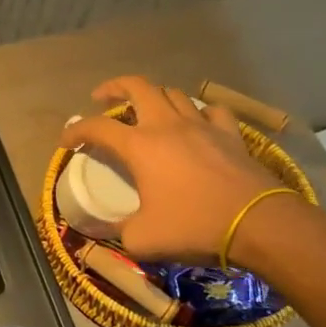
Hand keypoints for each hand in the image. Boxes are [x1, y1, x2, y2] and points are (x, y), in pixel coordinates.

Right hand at [62, 75, 281, 263]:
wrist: (259, 224)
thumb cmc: (194, 227)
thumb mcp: (142, 239)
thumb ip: (119, 231)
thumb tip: (108, 231)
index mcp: (140, 146)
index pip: (96, 127)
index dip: (76, 131)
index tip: (67, 141)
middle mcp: (167, 126)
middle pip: (138, 87)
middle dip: (115, 87)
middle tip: (103, 98)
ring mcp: (202, 127)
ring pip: (174, 94)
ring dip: (155, 97)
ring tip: (148, 110)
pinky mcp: (231, 135)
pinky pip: (212, 112)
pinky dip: (199, 113)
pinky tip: (197, 124)